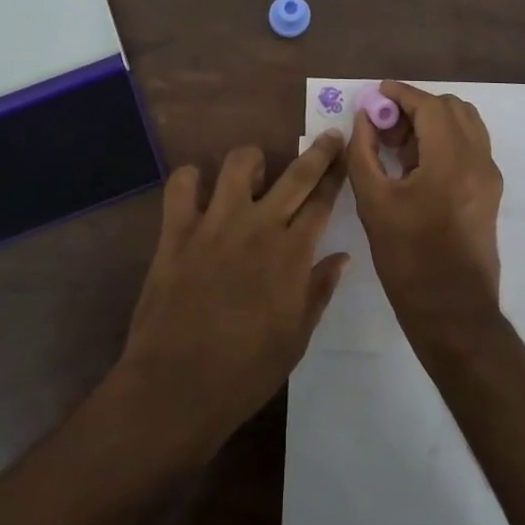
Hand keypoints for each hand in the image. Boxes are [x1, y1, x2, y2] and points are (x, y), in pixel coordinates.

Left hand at [114, 134, 350, 459]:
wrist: (177, 389)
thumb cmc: (246, 372)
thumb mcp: (296, 338)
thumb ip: (319, 290)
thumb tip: (341, 257)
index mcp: (292, 254)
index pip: (323, 202)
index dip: (338, 176)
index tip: (348, 156)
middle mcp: (259, 226)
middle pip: (297, 174)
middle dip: (319, 152)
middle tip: (329, 136)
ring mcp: (215, 223)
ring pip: (239, 162)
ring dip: (253, 161)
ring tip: (254, 174)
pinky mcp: (177, 229)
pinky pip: (182, 183)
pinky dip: (191, 179)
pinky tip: (197, 191)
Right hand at [346, 82, 503, 339]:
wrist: (453, 312)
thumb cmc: (408, 258)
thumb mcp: (373, 202)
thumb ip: (364, 152)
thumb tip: (364, 119)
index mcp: (452, 160)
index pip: (431, 106)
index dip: (401, 94)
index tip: (375, 94)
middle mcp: (479, 160)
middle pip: (452, 108)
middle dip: (417, 107)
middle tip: (384, 124)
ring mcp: (489, 177)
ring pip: (465, 125)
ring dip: (432, 122)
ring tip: (398, 144)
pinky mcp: (490, 192)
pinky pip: (470, 146)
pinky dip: (444, 140)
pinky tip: (415, 164)